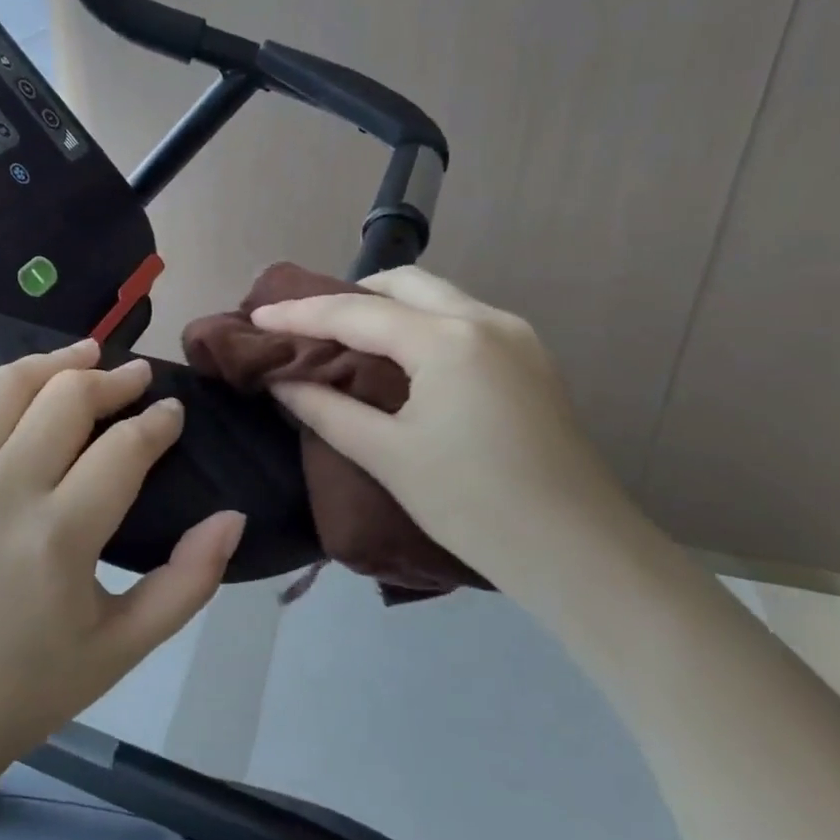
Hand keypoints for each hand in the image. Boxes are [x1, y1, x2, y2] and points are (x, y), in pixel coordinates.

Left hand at [0, 334, 243, 777]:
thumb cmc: (34, 684)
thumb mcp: (126, 647)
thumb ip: (188, 582)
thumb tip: (232, 517)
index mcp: (61, 534)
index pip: (126, 447)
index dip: (159, 421)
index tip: (173, 413)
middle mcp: (6, 490)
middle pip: (67, 399)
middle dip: (112, 379)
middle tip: (136, 380)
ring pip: (4, 389)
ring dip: (48, 363)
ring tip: (80, 357)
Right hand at [252, 268, 648, 595]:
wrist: (583, 556)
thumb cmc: (474, 506)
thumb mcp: (387, 456)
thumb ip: (326, 409)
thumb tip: (281, 379)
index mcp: (448, 340)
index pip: (356, 312)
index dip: (300, 314)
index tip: (256, 315)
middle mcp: (485, 320)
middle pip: (402, 283)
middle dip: (348, 295)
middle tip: (304, 324)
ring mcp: (516, 336)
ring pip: (435, 296)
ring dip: (386, 306)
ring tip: (343, 337)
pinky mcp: (530, 360)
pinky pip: (459, 319)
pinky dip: (418, 323)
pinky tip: (397, 356)